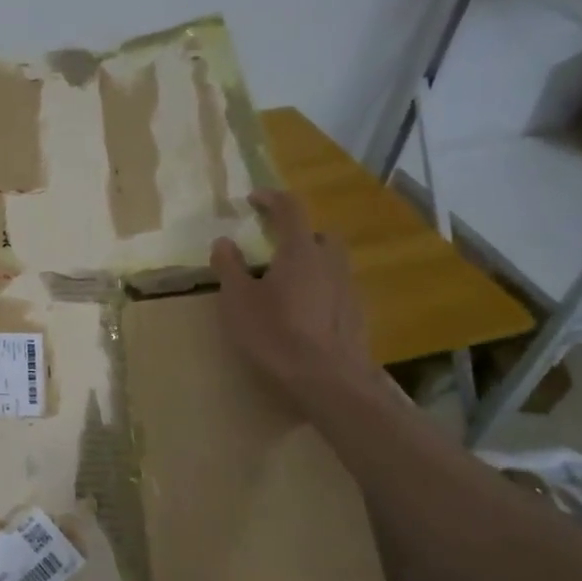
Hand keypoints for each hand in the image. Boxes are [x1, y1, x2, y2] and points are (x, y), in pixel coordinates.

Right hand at [210, 190, 372, 392]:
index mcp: (300, 251)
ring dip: (311, 264)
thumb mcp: (237, 300)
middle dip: (298, 234)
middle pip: (319, 234)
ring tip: (287, 285)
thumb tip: (224, 241)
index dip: (271, 199)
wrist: (328, 381)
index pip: (290, 208)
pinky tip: (304, 314)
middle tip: (274, 249)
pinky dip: (321, 290)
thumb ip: (229, 267)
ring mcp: (349, 289)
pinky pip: (337, 290)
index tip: (253, 200)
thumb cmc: (275, 334)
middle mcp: (330, 262)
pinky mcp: (358, 316)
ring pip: (332, 263)